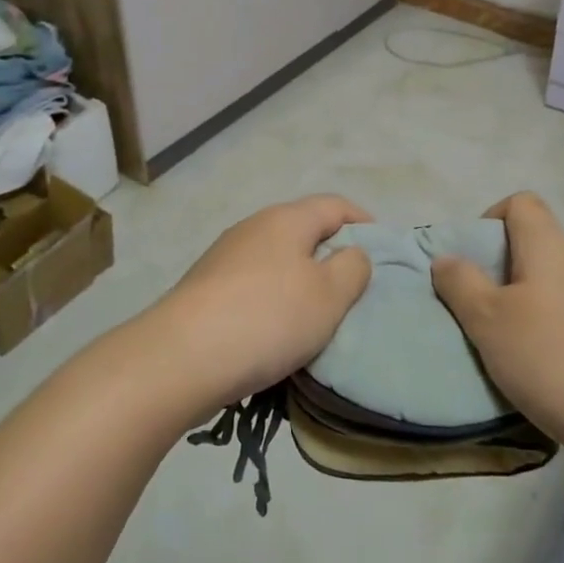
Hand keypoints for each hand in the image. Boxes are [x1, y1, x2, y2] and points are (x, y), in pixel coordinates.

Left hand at [137, 195, 372, 419]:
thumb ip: (353, 267)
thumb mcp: (329, 295)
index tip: (383, 252)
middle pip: (304, 231)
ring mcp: (225, 257)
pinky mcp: (206, 289)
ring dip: (301, 282)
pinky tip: (277, 333)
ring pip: (278, 260)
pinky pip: (254, 286)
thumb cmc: (267, 318)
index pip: (335, 204)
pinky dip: (274, 301)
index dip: (364, 222)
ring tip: (319, 318)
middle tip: (354, 291)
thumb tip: (352, 253)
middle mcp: (253, 227)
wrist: (180, 358)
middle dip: (332, 255)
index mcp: (286, 219)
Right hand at [432, 192, 563, 465]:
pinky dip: (555, 333)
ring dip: (528, 306)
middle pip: (537, 246)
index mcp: (550, 246)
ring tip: (508, 348)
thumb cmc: (553, 358)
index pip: (521, 203)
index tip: (472, 261)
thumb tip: (446, 258)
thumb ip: (461, 284)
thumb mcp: (488, 321)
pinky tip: (546, 373)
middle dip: (503, 271)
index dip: (491, 220)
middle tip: (480, 311)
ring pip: (556, 286)